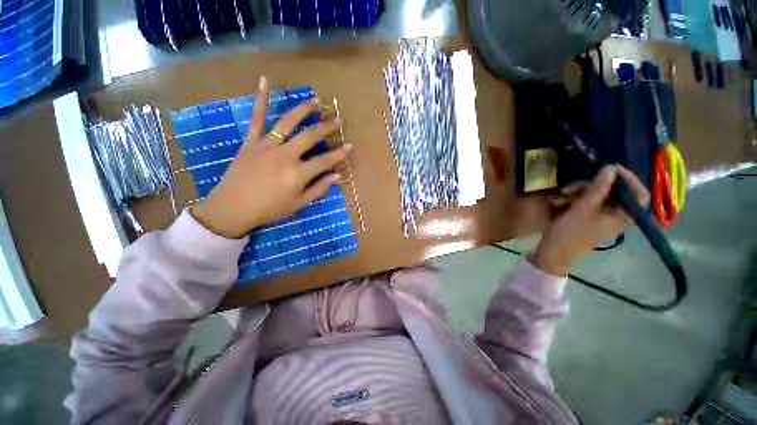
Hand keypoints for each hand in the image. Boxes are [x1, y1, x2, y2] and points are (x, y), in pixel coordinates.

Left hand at [191, 77, 350, 238]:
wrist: (233, 207)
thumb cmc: (270, 209)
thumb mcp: (299, 204)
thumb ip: (319, 188)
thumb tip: (337, 176)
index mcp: (297, 174)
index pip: (324, 161)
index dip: (339, 154)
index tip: (350, 145)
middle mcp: (284, 156)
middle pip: (310, 137)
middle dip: (327, 127)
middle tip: (339, 119)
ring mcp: (266, 146)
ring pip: (287, 123)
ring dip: (304, 110)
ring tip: (316, 101)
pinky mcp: (250, 142)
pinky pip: (256, 118)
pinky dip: (260, 99)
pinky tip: (264, 81)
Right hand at [532, 165, 649, 275]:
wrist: (553, 252)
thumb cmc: (570, 233)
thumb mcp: (582, 209)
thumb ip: (598, 189)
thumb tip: (611, 167)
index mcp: (622, 216)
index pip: (639, 194)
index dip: (629, 179)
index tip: (612, 169)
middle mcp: (615, 214)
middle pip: (613, 192)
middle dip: (592, 185)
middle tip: (573, 186)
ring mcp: (600, 215)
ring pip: (597, 195)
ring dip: (578, 191)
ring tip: (561, 195)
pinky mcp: (587, 216)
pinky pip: (586, 201)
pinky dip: (574, 197)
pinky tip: (560, 200)